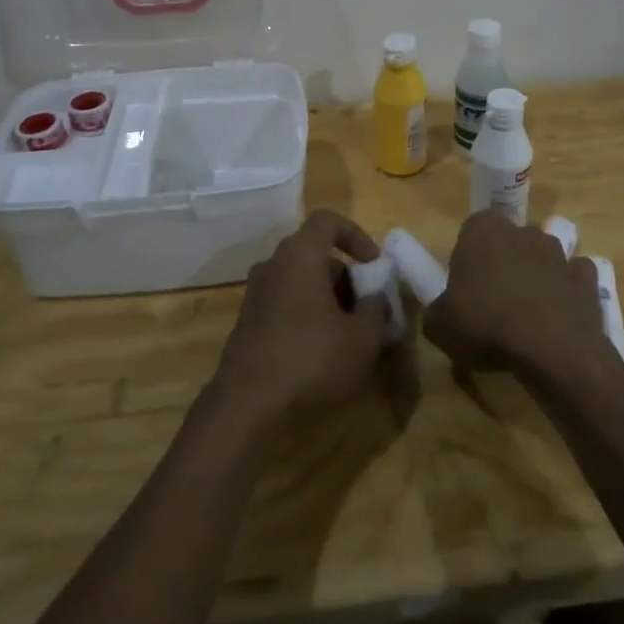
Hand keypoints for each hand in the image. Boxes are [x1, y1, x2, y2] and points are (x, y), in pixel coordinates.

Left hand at [214, 210, 388, 417]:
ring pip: (301, 282)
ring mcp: (256, 293)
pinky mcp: (248, 322)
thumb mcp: (362, 338)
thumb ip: (377, 310)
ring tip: (349, 337)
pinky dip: (307, 317)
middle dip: (347, 279)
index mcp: (300, 254)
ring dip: (329, 301)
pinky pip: (286, 304)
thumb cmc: (311, 358)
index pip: (328, 221)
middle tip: (367, 312)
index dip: (356, 236)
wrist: (246, 402)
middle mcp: (273, 264)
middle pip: (316, 256)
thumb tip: (376, 299)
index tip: (374, 266)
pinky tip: (322, 353)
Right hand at [425, 211, 607, 377]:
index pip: (473, 227)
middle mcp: (523, 231)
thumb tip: (442, 313)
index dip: (469, 254)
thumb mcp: (439, 326)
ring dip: (536, 275)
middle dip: (504, 261)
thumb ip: (436, 311)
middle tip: (494, 299)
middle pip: (509, 240)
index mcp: (483, 231)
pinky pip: (573, 277)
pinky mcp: (586, 277)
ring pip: (542, 256)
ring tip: (528, 314)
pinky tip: (559, 316)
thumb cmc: (486, 326)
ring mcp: (559, 253)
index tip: (465, 283)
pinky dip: (567, 291)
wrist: (553, 351)